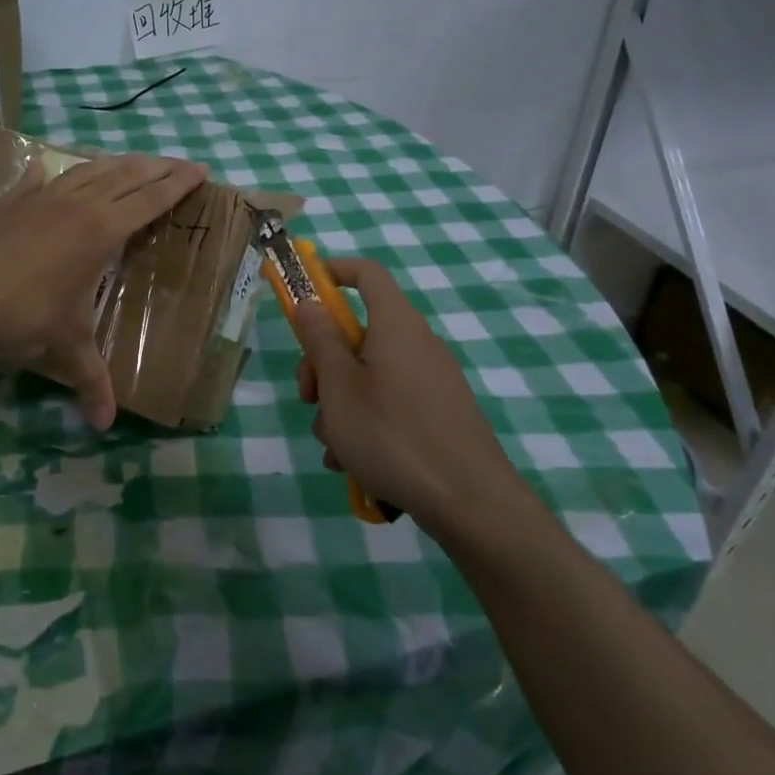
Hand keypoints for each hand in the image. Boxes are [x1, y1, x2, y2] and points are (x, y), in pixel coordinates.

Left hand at [0, 151, 207, 428]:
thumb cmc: (23, 314)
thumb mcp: (65, 346)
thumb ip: (91, 381)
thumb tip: (105, 425)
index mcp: (102, 229)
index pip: (152, 198)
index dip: (179, 183)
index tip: (201, 170)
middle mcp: (79, 203)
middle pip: (128, 173)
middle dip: (159, 166)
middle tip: (181, 163)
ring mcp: (43, 195)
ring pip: (90, 168)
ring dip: (118, 163)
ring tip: (133, 162)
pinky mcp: (13, 199)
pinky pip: (43, 178)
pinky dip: (57, 173)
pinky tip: (49, 169)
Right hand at [292, 257, 531, 536]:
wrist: (470, 502)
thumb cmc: (393, 435)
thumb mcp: (339, 387)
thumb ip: (320, 340)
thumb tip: (310, 302)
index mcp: (396, 326)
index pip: (368, 274)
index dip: (334, 272)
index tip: (304, 292)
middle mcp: (417, 345)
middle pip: (359, 333)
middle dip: (323, 363)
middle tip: (309, 399)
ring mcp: (431, 381)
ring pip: (369, 376)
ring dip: (341, 404)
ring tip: (334, 447)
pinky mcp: (439, 414)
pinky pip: (390, 404)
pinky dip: (366, 424)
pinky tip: (355, 463)